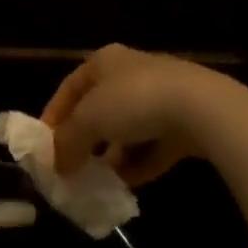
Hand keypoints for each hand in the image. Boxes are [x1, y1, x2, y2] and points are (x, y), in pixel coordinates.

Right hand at [41, 44, 237, 187]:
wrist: (203, 109)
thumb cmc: (134, 102)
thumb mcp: (87, 121)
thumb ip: (67, 143)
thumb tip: (57, 165)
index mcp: (105, 61)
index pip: (69, 87)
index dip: (54, 116)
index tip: (44, 146)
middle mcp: (132, 73)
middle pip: (99, 109)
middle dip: (85, 140)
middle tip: (72, 167)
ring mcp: (162, 96)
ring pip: (127, 130)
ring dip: (112, 156)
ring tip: (99, 181)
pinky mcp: (185, 122)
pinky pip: (153, 145)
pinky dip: (138, 164)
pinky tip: (127, 186)